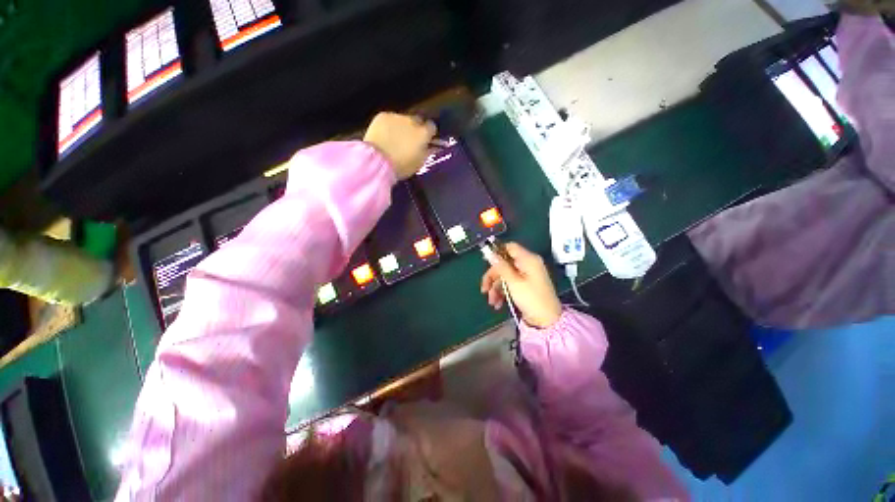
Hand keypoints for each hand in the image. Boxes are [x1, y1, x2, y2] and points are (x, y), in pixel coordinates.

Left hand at [363, 112, 436, 178]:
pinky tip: (384, 136)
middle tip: (409, 140)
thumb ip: (428, 152)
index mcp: (423, 133)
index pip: (431, 127)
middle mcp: (412, 121)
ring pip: (402, 119)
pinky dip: (388, 125)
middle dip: (415, 128)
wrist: (377, 161)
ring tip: (394, 139)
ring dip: (401, 127)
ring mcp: (396, 117)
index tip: (425, 141)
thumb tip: (433, 147)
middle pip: (417, 120)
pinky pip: (389, 119)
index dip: (428, 134)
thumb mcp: (419, 163)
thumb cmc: (402, 166)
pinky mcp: (382, 116)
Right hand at [480, 242, 562, 328]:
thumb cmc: (531, 298)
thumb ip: (501, 267)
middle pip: (505, 264)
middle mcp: (528, 265)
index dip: (497, 252)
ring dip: (496, 288)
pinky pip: (510, 284)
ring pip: (505, 276)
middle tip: (484, 289)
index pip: (510, 247)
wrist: (547, 321)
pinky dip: (503, 292)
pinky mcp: (525, 286)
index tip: (486, 262)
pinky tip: (498, 304)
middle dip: (493, 277)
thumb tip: (490, 254)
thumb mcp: (513, 282)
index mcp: (528, 260)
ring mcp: (527, 276)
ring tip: (491, 301)